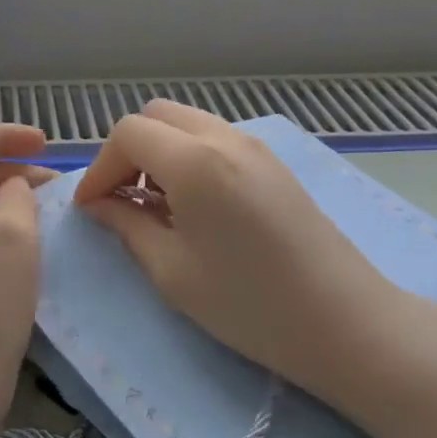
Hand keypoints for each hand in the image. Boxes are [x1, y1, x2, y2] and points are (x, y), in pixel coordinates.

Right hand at [74, 102, 397, 406]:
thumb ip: (127, 226)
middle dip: (127, 152)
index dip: (100, 167)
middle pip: (156, 115)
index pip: (128, 134)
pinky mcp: (274, 163)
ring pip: (187, 124)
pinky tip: (193, 205)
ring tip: (156, 206)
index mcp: (194, 161)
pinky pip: (216, 139)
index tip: (91, 208)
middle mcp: (225, 137)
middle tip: (121, 200)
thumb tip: (100, 205)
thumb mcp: (172, 271)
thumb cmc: (249, 304)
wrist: (345, 322)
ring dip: (159, 152)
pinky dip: (188, 157)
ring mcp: (255, 146)